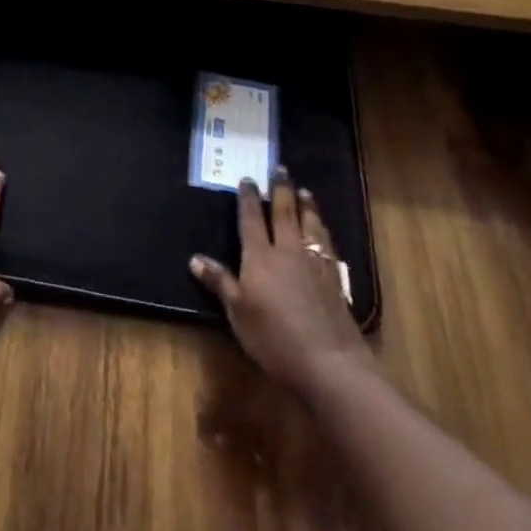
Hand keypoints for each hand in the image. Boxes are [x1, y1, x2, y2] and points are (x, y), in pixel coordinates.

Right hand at [191, 165, 375, 400]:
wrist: (330, 362)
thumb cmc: (274, 338)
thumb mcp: (238, 313)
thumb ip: (220, 282)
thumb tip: (195, 258)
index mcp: (260, 256)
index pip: (252, 219)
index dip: (248, 198)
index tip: (247, 178)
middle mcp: (288, 251)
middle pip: (284, 212)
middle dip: (281, 189)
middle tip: (280, 168)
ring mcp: (314, 263)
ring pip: (310, 224)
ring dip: (306, 205)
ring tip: (304, 191)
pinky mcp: (335, 278)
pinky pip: (326, 243)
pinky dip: (322, 229)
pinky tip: (323, 230)